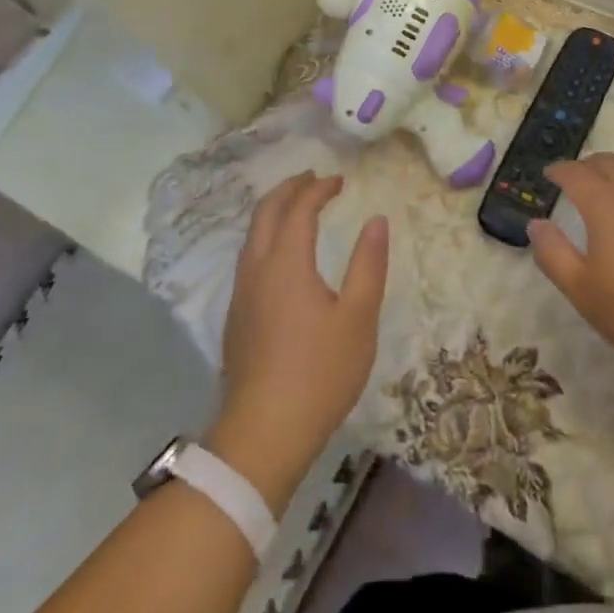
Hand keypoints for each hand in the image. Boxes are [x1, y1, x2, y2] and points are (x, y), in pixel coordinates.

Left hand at [210, 173, 387, 505]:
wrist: (264, 433)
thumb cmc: (319, 373)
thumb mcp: (358, 318)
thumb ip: (368, 265)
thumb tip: (377, 220)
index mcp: (286, 263)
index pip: (299, 209)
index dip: (318, 189)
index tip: (339, 180)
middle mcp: (257, 269)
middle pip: (265, 213)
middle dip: (289, 189)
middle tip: (313, 179)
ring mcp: (241, 294)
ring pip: (251, 236)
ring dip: (274, 212)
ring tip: (297, 208)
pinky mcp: (236, 318)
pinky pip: (248, 258)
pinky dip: (266, 237)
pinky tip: (281, 255)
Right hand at [527, 154, 613, 380]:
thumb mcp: (583, 291)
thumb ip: (553, 254)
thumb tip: (536, 224)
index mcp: (605, 203)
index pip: (575, 173)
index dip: (558, 171)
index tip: (548, 176)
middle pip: (607, 162)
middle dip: (586, 166)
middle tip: (575, 181)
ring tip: (609, 196)